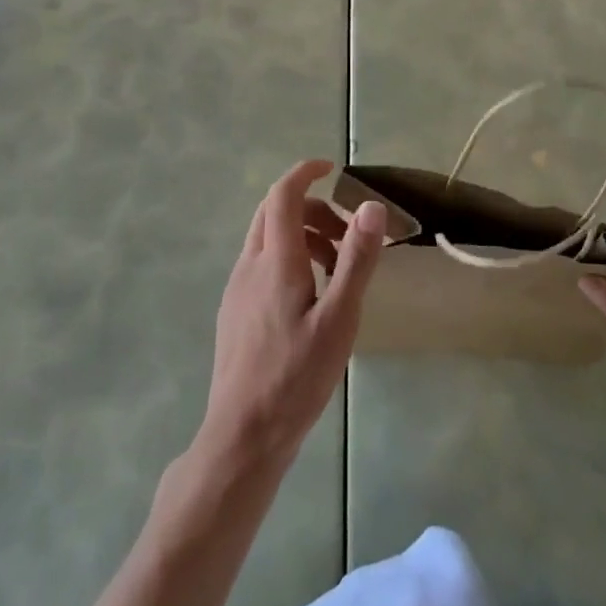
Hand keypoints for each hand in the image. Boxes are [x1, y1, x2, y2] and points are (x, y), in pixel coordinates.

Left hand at [198, 159, 386, 474]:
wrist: (243, 437)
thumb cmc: (296, 377)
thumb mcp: (339, 319)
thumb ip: (356, 260)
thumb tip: (372, 206)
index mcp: (276, 261)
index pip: (283, 195)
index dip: (305, 173)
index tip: (331, 169)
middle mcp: (250, 265)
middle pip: (274, 212)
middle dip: (311, 207)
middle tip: (346, 232)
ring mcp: (237, 289)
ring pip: (266, 239)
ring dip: (301, 234)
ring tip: (335, 268)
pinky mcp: (234, 311)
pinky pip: (261, 264)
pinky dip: (287, 258)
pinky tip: (309, 297)